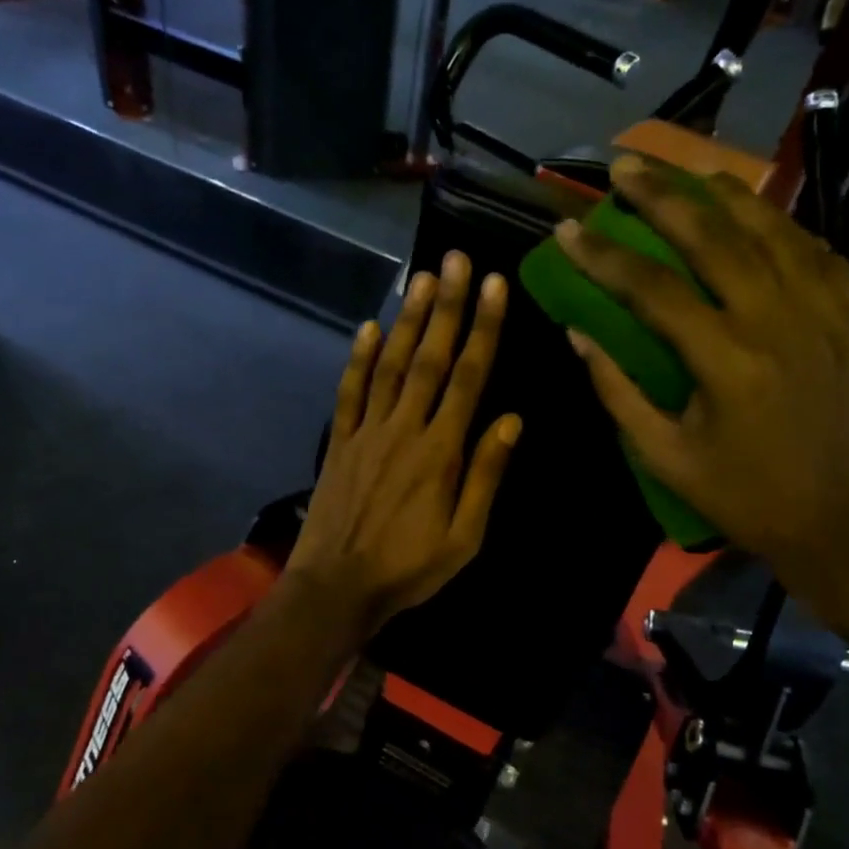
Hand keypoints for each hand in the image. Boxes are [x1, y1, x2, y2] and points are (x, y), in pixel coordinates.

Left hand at [284, 252, 521, 641]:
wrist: (337, 588)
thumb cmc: (409, 568)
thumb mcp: (464, 537)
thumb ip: (486, 476)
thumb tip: (512, 420)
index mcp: (441, 451)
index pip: (468, 378)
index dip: (483, 329)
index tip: (494, 287)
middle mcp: (404, 429)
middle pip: (430, 359)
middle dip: (447, 307)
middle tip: (458, 260)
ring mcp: (367, 432)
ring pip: (391, 366)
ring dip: (408, 321)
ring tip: (422, 279)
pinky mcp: (340, 443)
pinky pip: (350, 393)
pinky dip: (359, 360)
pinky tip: (369, 329)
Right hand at [556, 156, 848, 623]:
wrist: (840, 522)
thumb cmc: (743, 497)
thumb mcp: (666, 457)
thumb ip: (618, 392)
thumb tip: (578, 334)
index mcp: (726, 361)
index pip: (652, 289)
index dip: (604, 256)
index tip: (568, 230)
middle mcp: (778, 320)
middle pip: (713, 236)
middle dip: (660, 195)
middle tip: (623, 166)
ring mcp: (825, 312)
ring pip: (770, 229)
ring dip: (722, 194)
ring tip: (684, 171)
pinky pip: (816, 251)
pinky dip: (780, 225)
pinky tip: (756, 215)